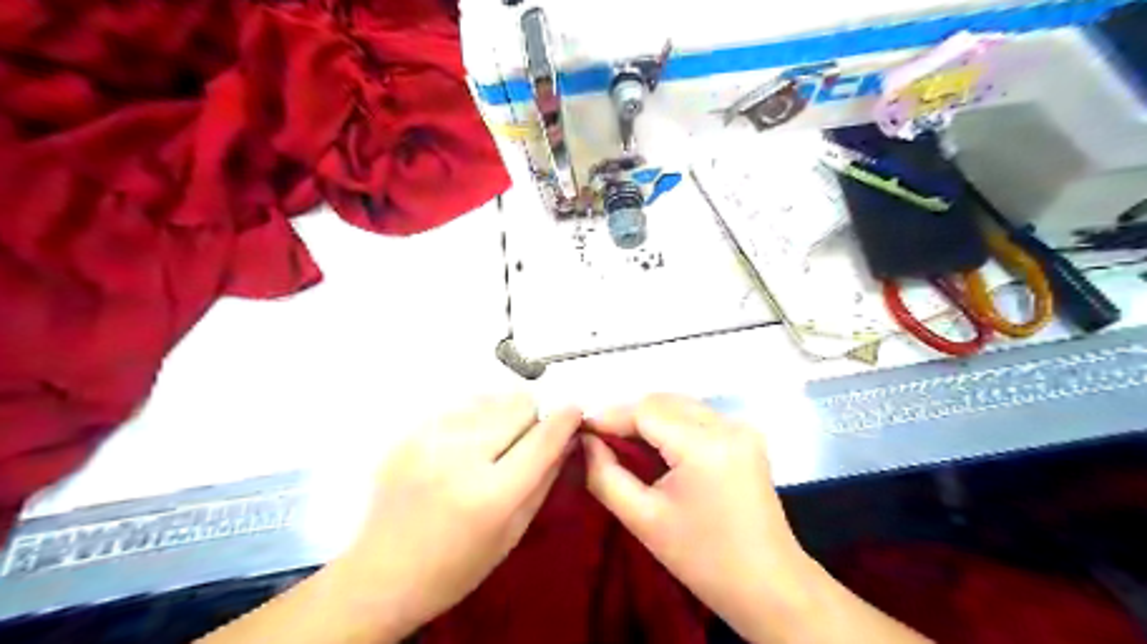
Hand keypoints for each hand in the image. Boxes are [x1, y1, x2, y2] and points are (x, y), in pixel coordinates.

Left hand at [335, 392, 582, 638]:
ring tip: (490, 443)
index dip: (566, 418)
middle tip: (523, 441)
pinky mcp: (408, 432)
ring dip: (502, 414)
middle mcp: (460, 458)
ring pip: (491, 397)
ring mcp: (429, 440)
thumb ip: (545, 477)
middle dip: (531, 419)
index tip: (575, 410)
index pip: (543, 438)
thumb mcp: (513, 531)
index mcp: (491, 495)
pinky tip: (462, 444)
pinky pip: (460, 404)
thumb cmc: (457, 566)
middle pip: (519, 404)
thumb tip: (570, 436)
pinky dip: (473, 416)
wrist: (381, 574)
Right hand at [586, 396, 820, 639]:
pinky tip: (654, 444)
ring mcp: (741, 428)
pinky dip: (671, 423)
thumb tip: (585, 442)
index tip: (581, 429)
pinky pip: (698, 416)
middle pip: (664, 401)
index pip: (646, 411)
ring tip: (620, 440)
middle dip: (628, 415)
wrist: (770, 586)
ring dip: (649, 417)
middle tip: (599, 438)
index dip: (610, 416)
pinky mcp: (746, 436)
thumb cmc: (703, 560)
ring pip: (681, 405)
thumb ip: (605, 475)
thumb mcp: (643, 520)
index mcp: (705, 445)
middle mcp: (727, 425)